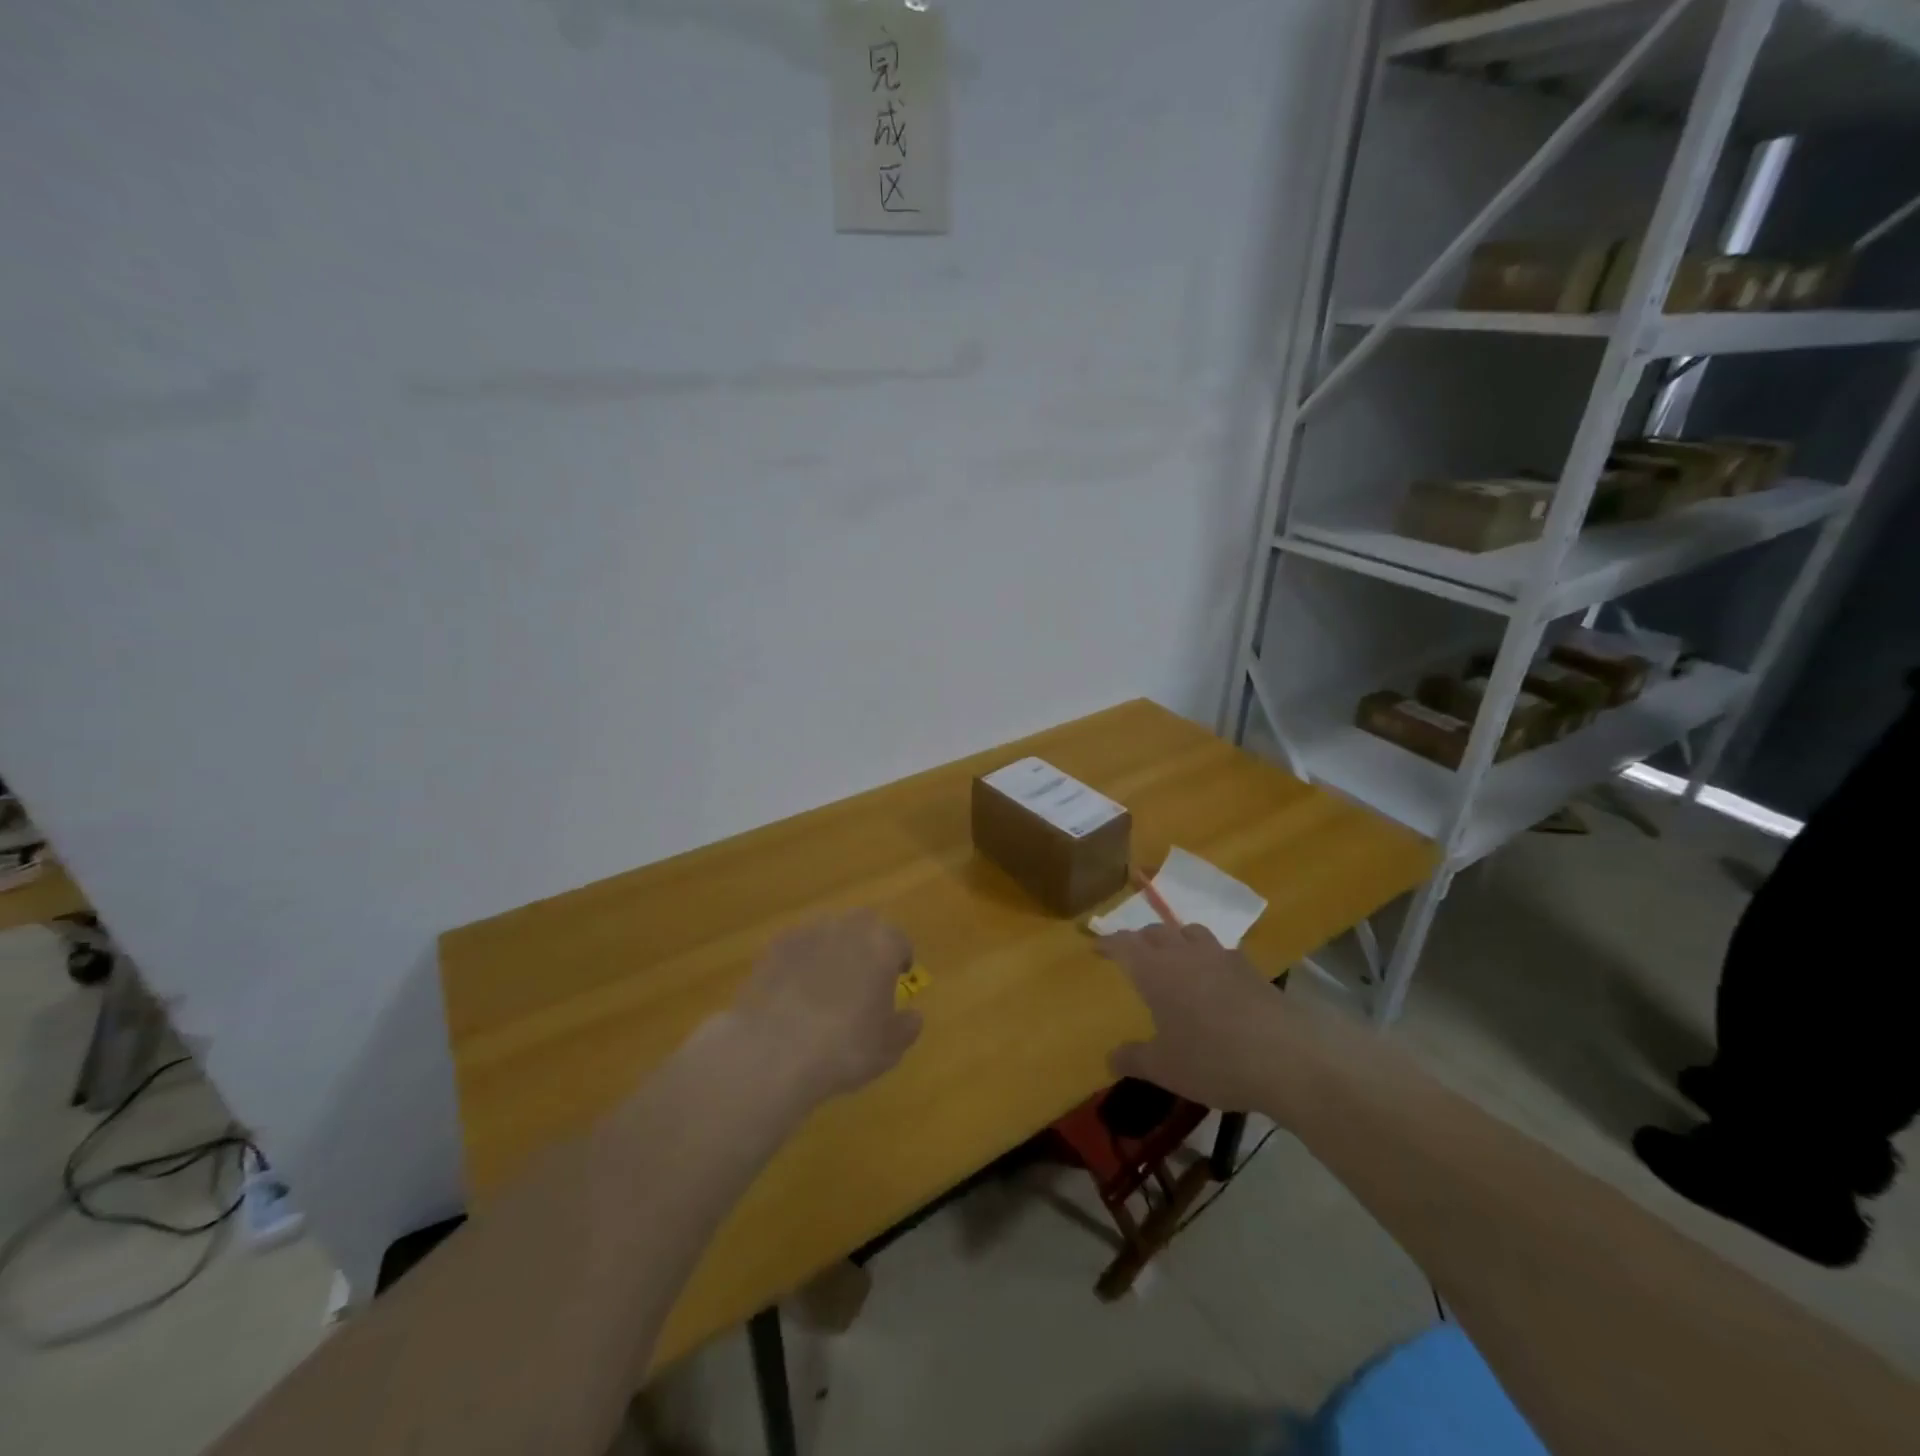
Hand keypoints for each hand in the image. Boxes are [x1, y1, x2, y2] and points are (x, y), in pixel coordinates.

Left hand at [730, 911, 922, 1105]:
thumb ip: (907, 1027)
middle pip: (864, 926)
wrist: (774, 1052)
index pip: (899, 941)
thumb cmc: (845, 1048)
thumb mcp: (889, 1048)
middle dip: (866, 946)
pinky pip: (797, 948)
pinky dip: (800, 963)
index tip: (896, 979)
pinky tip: (793, 993)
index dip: (900, 960)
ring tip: (825, 986)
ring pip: (828, 934)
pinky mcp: (774, 946)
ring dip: (832, 951)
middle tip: (862, 978)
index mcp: (882, 944)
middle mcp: (847, 927)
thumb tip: (912, 1016)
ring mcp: (807, 932)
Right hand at [1097, 923, 1296, 1114]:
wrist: (1286, 1058)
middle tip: (1134, 953)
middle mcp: (1184, 953)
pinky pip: (1221, 951)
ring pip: (1191, 932)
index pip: (1123, 944)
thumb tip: (1110, 1058)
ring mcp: (1220, 956)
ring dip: (1177, 938)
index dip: (1108, 943)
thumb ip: (1133, 1059)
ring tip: (1175, 957)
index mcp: (1155, 970)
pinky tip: (1215, 979)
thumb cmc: (1212, 1059)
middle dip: (1141, 939)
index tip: (1096, 946)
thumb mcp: (1164, 1068)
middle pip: (1156, 931)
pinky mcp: (1250, 969)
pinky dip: (1209, 957)